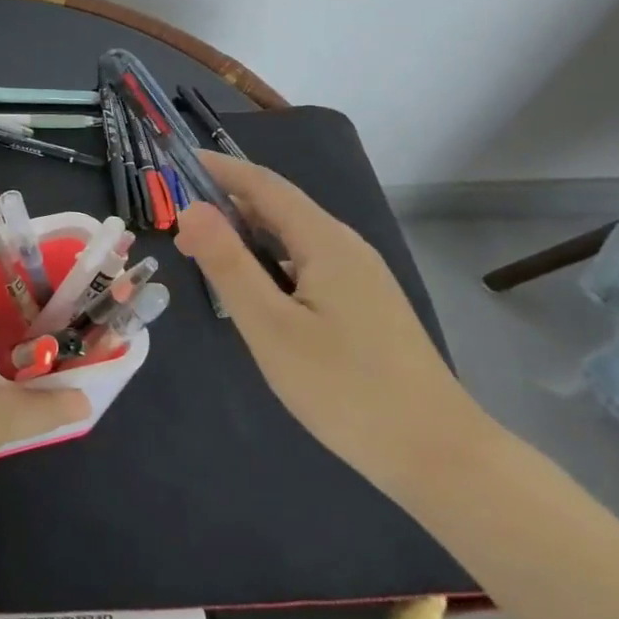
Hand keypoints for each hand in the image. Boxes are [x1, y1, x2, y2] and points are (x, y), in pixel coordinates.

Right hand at [174, 153, 493, 494]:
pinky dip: (270, 262)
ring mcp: (362, 277)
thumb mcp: (270, 327)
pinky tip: (255, 293)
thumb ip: (228, 263)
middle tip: (178, 225)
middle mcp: (346, 247)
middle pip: (280, 207)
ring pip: (293, 239)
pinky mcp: (366, 306)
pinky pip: (308, 265)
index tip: (177, 162)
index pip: (264, 184)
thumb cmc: (346, 389)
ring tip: (206, 256)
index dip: (220, 169)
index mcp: (325, 241)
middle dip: (227, 205)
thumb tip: (190, 207)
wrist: (440, 457)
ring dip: (247, 236)